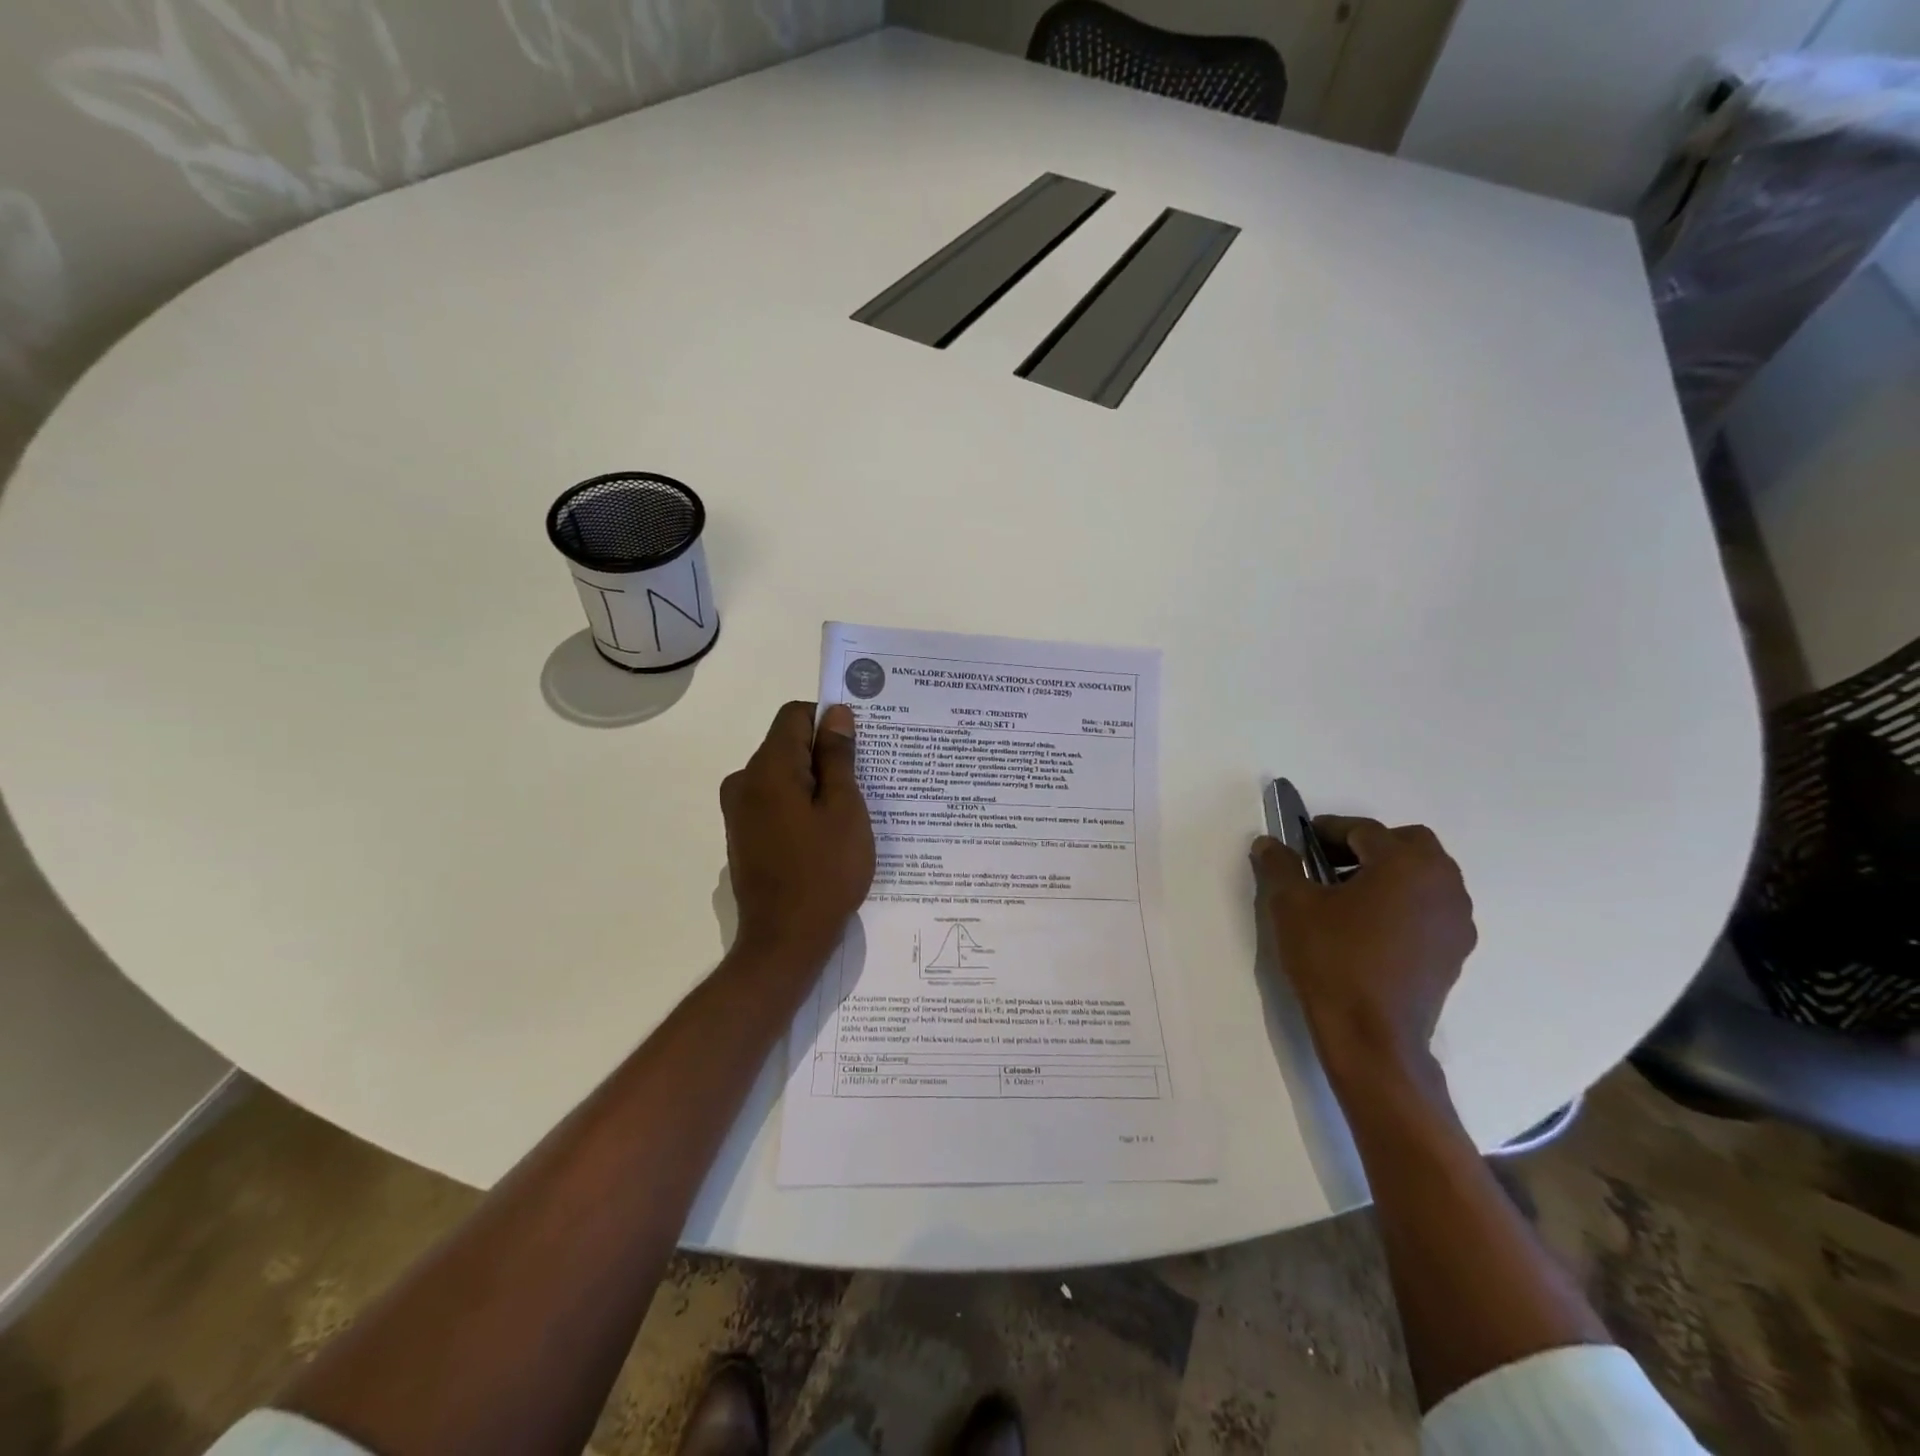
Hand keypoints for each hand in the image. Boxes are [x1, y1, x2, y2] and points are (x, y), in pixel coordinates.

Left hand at [720, 701, 874, 962]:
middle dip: (826, 757)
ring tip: (850, 814)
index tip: (859, 747)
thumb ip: (838, 757)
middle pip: (789, 745)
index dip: (829, 722)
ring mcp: (739, 810)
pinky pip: (776, 801)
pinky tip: (827, 835)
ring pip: (784, 775)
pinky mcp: (743, 834)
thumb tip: (835, 714)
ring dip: (816, 784)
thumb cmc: (824, 871)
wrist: (785, 941)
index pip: (795, 715)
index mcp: (768, 768)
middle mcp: (744, 781)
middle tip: (863, 786)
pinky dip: (801, 806)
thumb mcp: (844, 809)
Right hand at [1251, 818, 1476, 1077]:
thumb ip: (1280, 865)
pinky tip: (1369, 928)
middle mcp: (1443, 883)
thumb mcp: (1291, 905)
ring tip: (1347, 897)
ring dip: (1388, 874)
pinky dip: (1404, 903)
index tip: (1301, 842)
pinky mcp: (1455, 952)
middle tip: (1328, 864)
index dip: (1328, 830)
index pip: (1364, 830)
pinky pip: (1430, 908)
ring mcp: (1456, 920)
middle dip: (1367, 847)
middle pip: (1407, 845)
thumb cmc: (1332, 960)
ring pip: (1424, 876)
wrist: (1373, 1037)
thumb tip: (1269, 843)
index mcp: (1405, 863)